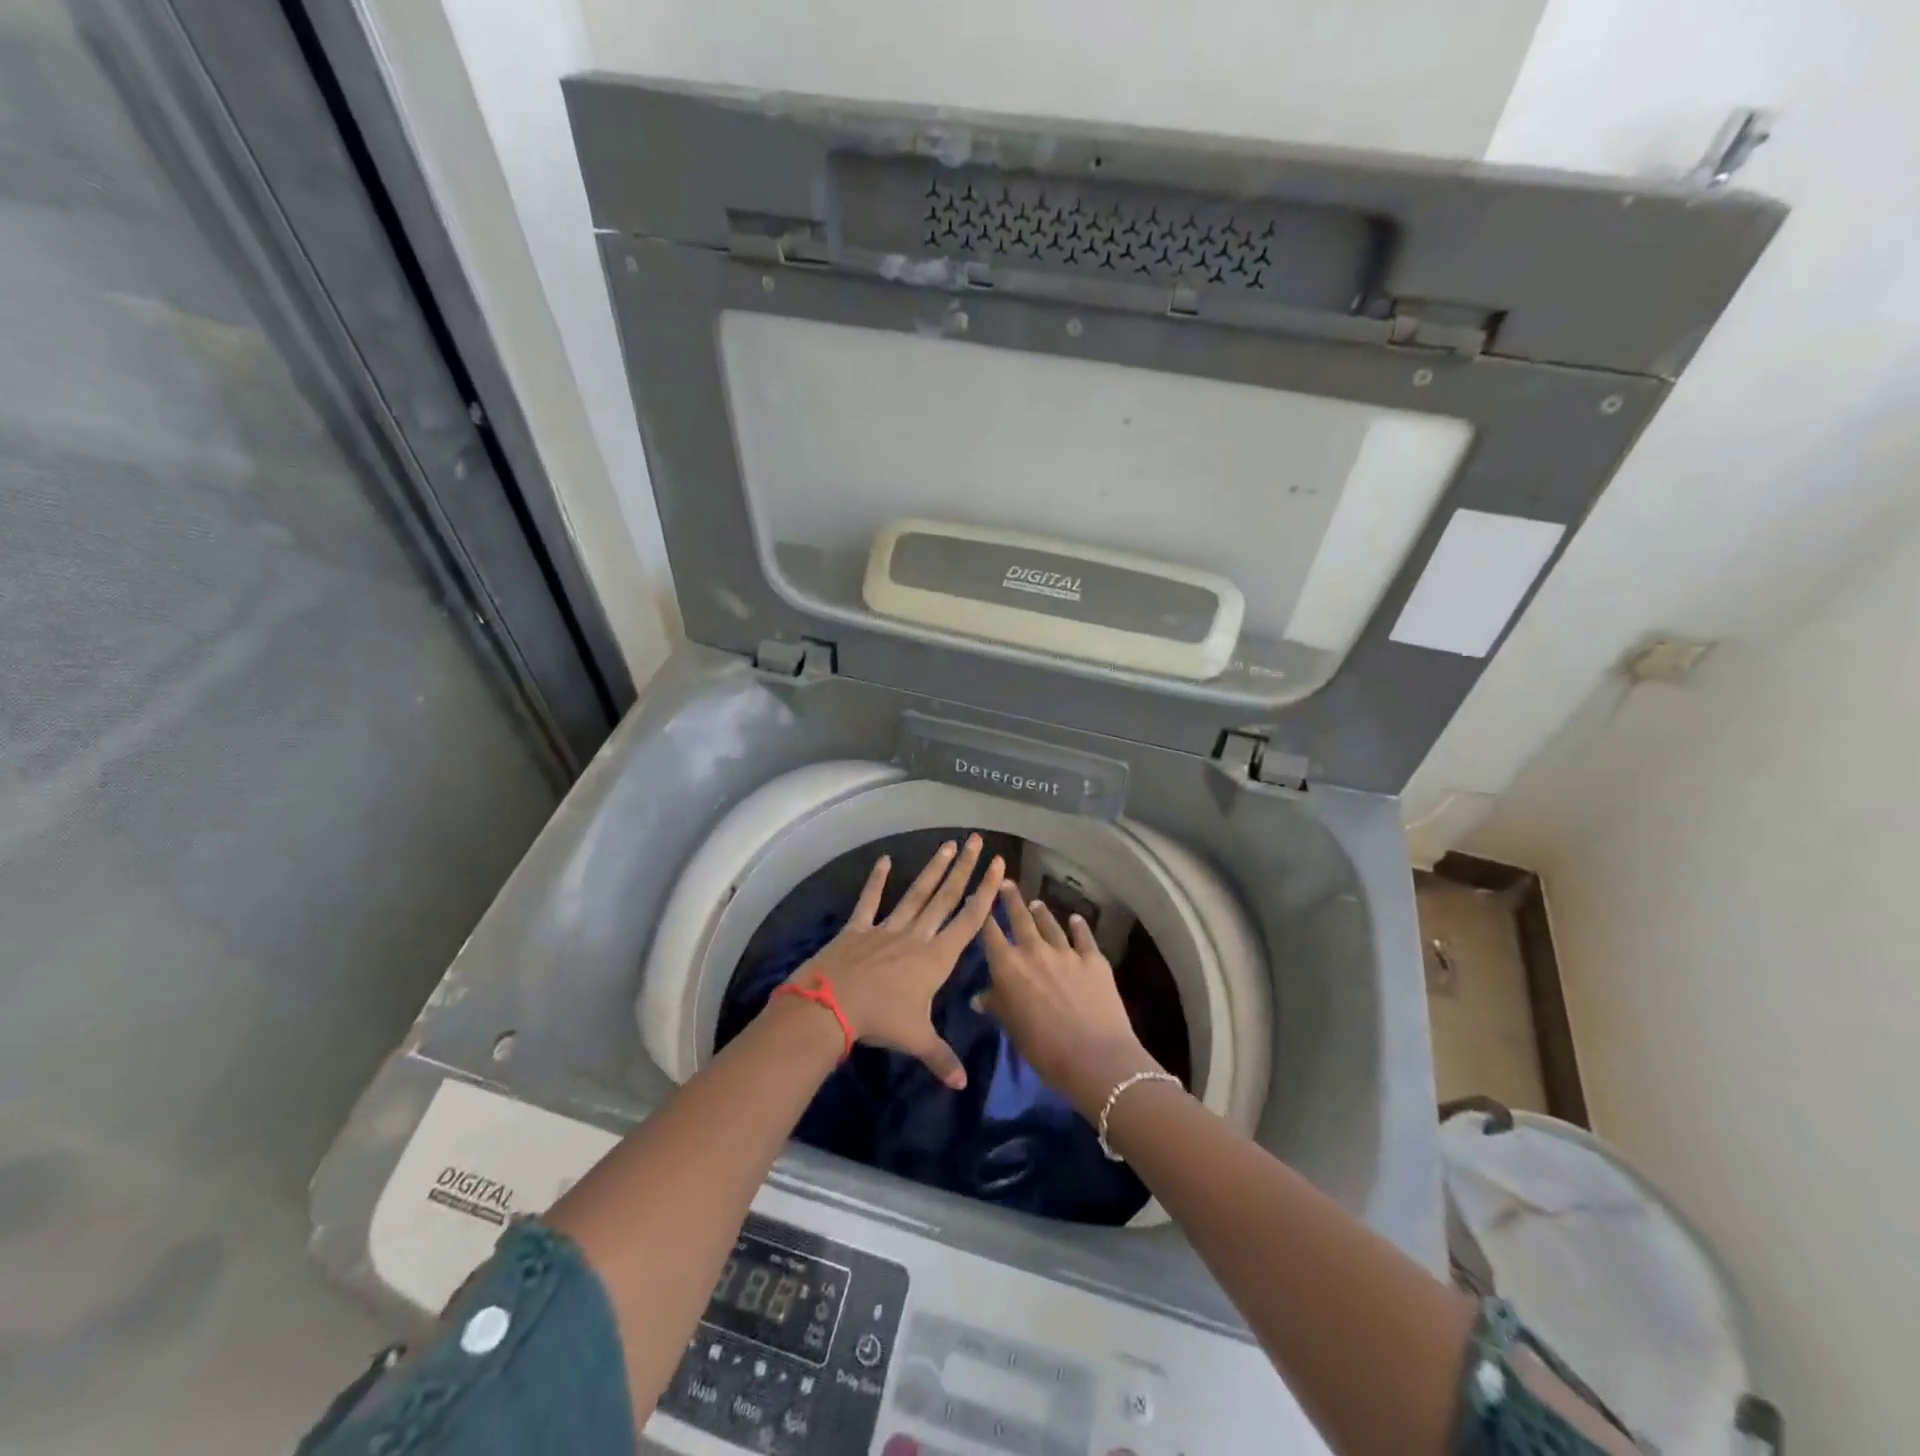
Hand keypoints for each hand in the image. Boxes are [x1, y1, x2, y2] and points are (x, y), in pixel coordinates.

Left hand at [787, 835, 1004, 1088]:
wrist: (833, 1006)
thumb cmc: (880, 1021)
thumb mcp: (916, 1040)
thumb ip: (941, 1058)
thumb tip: (963, 1084)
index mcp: (936, 958)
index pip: (968, 920)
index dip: (985, 893)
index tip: (997, 867)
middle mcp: (917, 936)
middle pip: (946, 898)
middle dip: (964, 869)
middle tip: (975, 840)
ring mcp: (887, 928)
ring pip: (916, 894)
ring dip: (933, 869)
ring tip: (947, 845)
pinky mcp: (859, 928)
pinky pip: (870, 901)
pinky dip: (877, 881)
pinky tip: (885, 860)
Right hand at [978, 885, 1162, 1119]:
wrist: (1094, 1056)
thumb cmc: (1043, 1049)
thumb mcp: (1012, 1028)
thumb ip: (996, 1005)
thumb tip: (979, 997)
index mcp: (1008, 967)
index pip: (990, 933)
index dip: (984, 914)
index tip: (980, 898)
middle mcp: (1034, 951)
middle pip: (1020, 918)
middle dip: (1011, 899)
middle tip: (1006, 882)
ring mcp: (1066, 952)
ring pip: (1050, 924)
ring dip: (1041, 912)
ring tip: (1036, 902)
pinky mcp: (1093, 959)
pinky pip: (1083, 936)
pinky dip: (1078, 926)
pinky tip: (1076, 919)